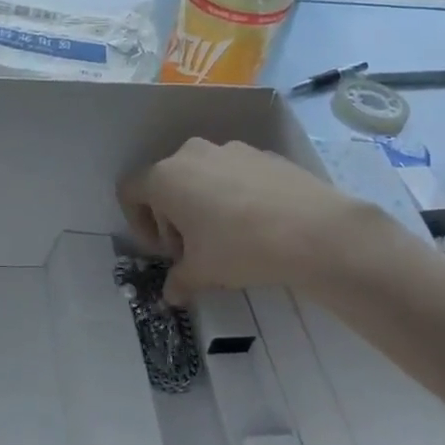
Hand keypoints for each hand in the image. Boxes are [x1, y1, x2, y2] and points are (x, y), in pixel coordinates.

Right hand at [120, 139, 389, 302]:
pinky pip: (234, 174)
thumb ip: (179, 280)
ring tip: (227, 238)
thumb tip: (171, 295)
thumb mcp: (202, 272)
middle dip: (173, 218)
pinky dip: (234, 196)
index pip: (130, 192)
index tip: (165, 251)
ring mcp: (230, 149)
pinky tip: (257, 225)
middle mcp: (191, 154)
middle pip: (166, 183)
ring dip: (203, 205)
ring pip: (202, 176)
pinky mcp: (263, 154)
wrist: (314, 230)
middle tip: (194, 252)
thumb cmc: (240, 247)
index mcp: (165, 177)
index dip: (139, 223)